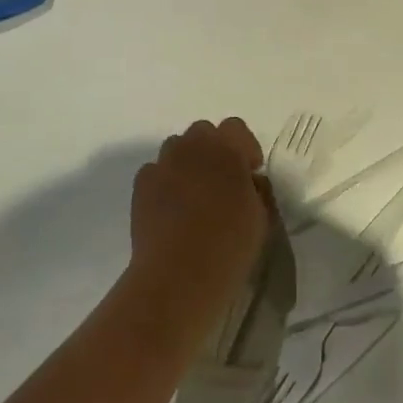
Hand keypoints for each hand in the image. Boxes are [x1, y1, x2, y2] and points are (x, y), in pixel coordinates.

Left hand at [129, 119, 269, 309]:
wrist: (178, 275)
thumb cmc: (229, 246)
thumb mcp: (261, 218)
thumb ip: (258, 189)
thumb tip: (248, 181)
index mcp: (226, 149)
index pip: (236, 127)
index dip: (245, 147)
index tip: (250, 172)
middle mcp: (192, 147)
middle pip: (203, 131)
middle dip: (214, 149)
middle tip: (222, 180)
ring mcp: (163, 164)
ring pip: (177, 147)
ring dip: (188, 161)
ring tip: (194, 193)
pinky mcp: (141, 185)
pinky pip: (155, 171)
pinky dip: (165, 181)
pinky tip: (171, 208)